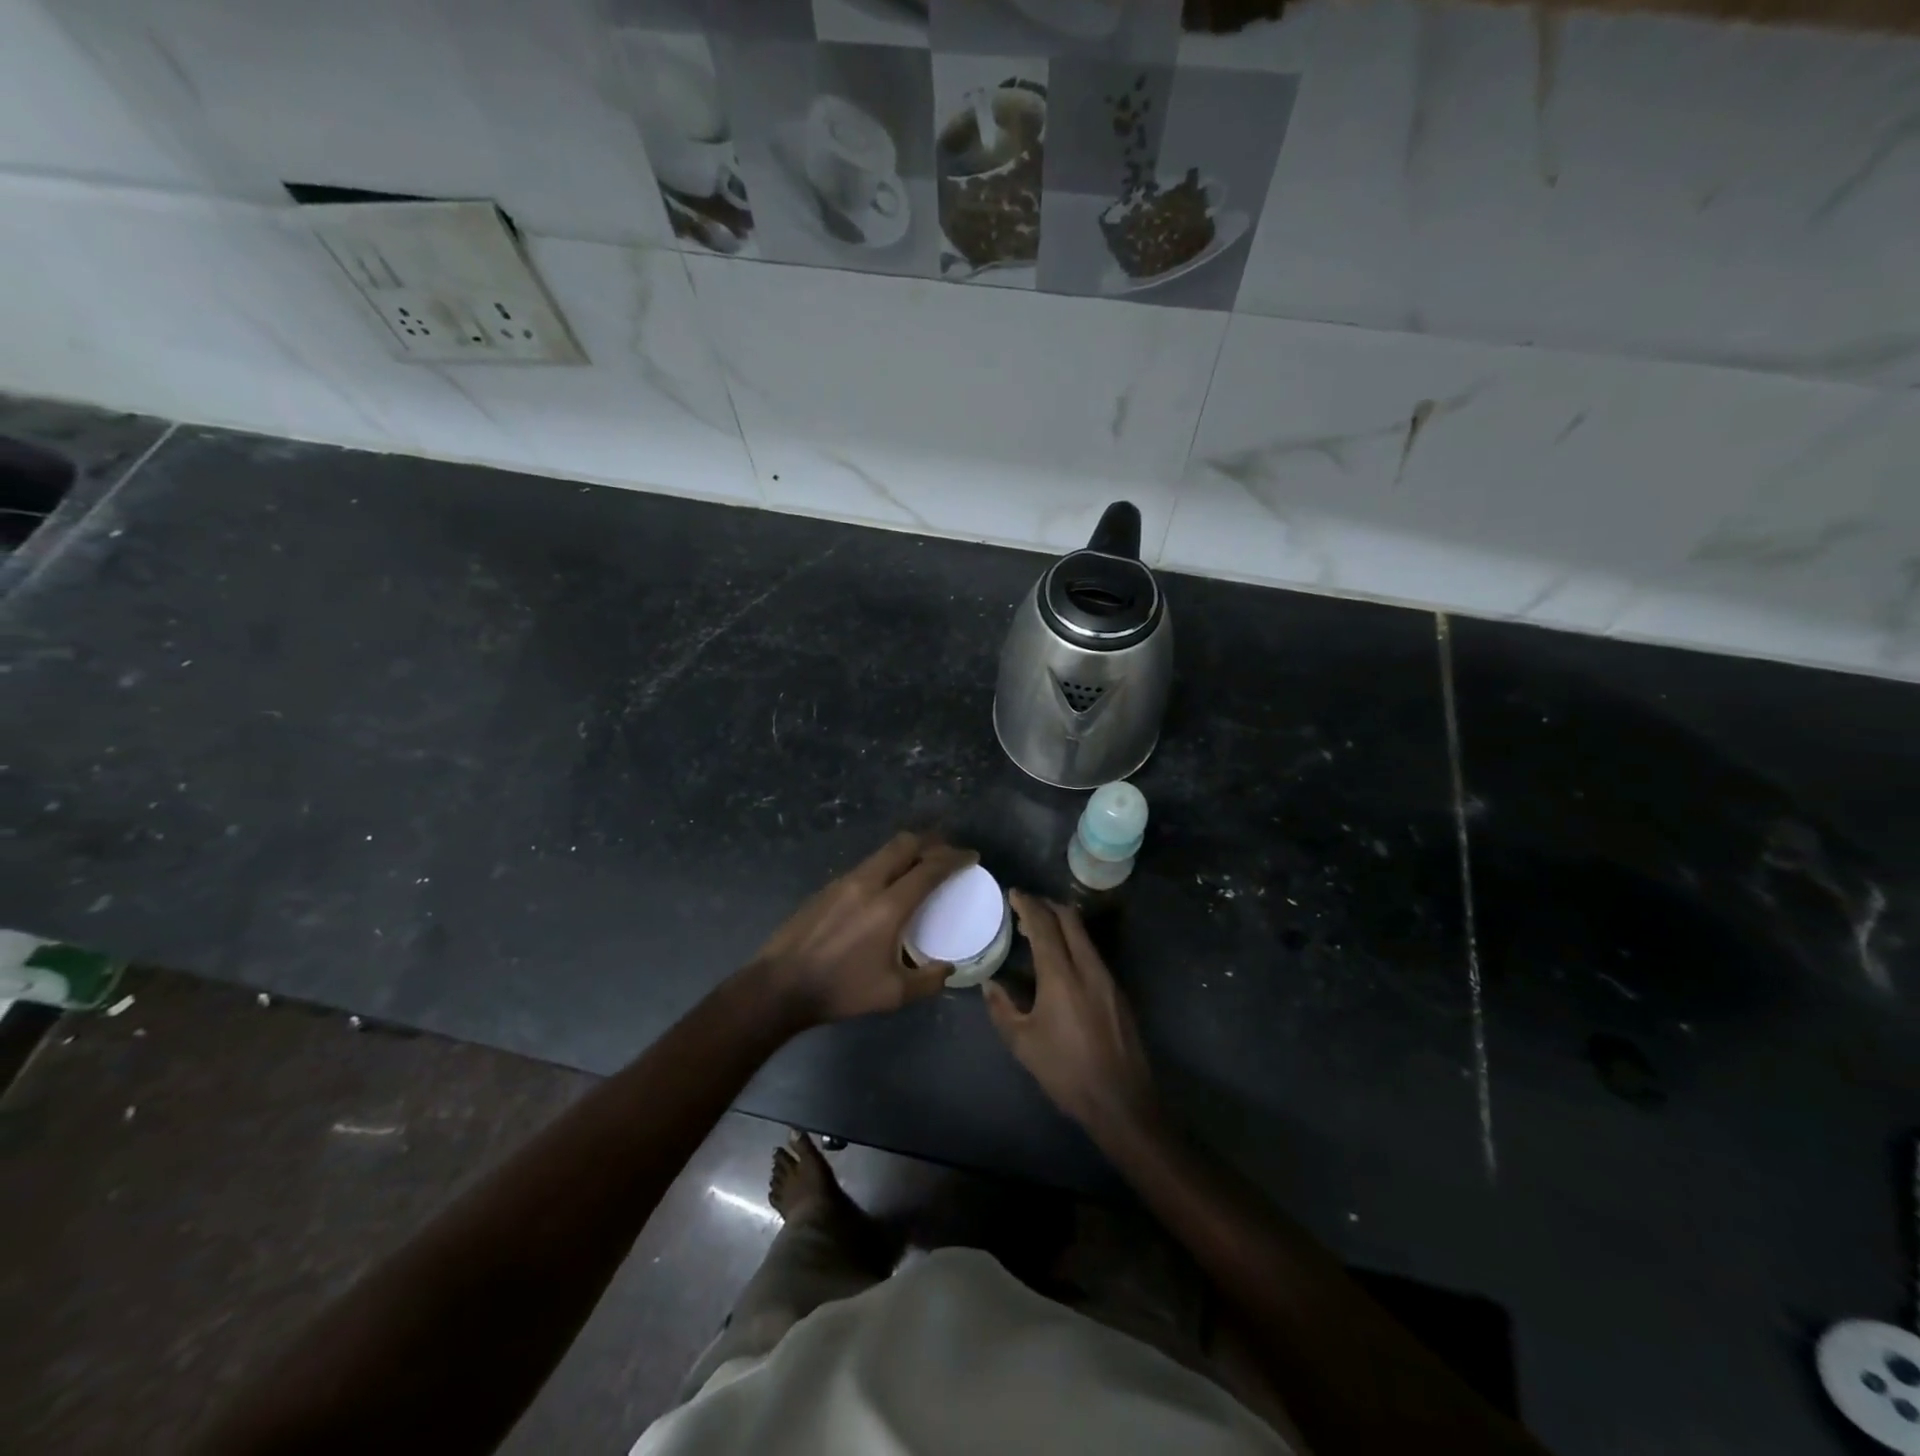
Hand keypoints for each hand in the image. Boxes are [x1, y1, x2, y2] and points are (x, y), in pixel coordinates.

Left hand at [752, 831, 976, 1025]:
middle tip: (948, 852)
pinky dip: (886, 866)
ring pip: (883, 852)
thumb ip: (928, 980)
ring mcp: (843, 881)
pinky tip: (887, 886)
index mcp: (888, 906)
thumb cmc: (840, 990)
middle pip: (905, 844)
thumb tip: (948, 968)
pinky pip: (866, 866)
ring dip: (907, 852)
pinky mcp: (827, 888)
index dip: (954, 858)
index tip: (971, 856)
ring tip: (921, 865)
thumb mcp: (892, 994)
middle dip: (932, 842)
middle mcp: (867, 883)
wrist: (779, 986)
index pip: (929, 868)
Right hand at [983, 891, 1157, 1142]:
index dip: (1028, 905)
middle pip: (1069, 919)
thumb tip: (990, 984)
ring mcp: (1107, 978)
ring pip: (1083, 935)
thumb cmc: (1065, 1072)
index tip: (1013, 894)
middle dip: (1047, 906)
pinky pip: (1092, 953)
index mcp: (1061, 976)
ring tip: (1039, 931)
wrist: (1121, 1101)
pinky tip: (1061, 961)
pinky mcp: (1118, 992)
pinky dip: (1073, 944)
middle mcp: (1087, 967)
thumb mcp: (1022, 1043)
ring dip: (1062, 924)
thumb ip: (1002, 1008)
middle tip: (1025, 907)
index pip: (1044, 925)